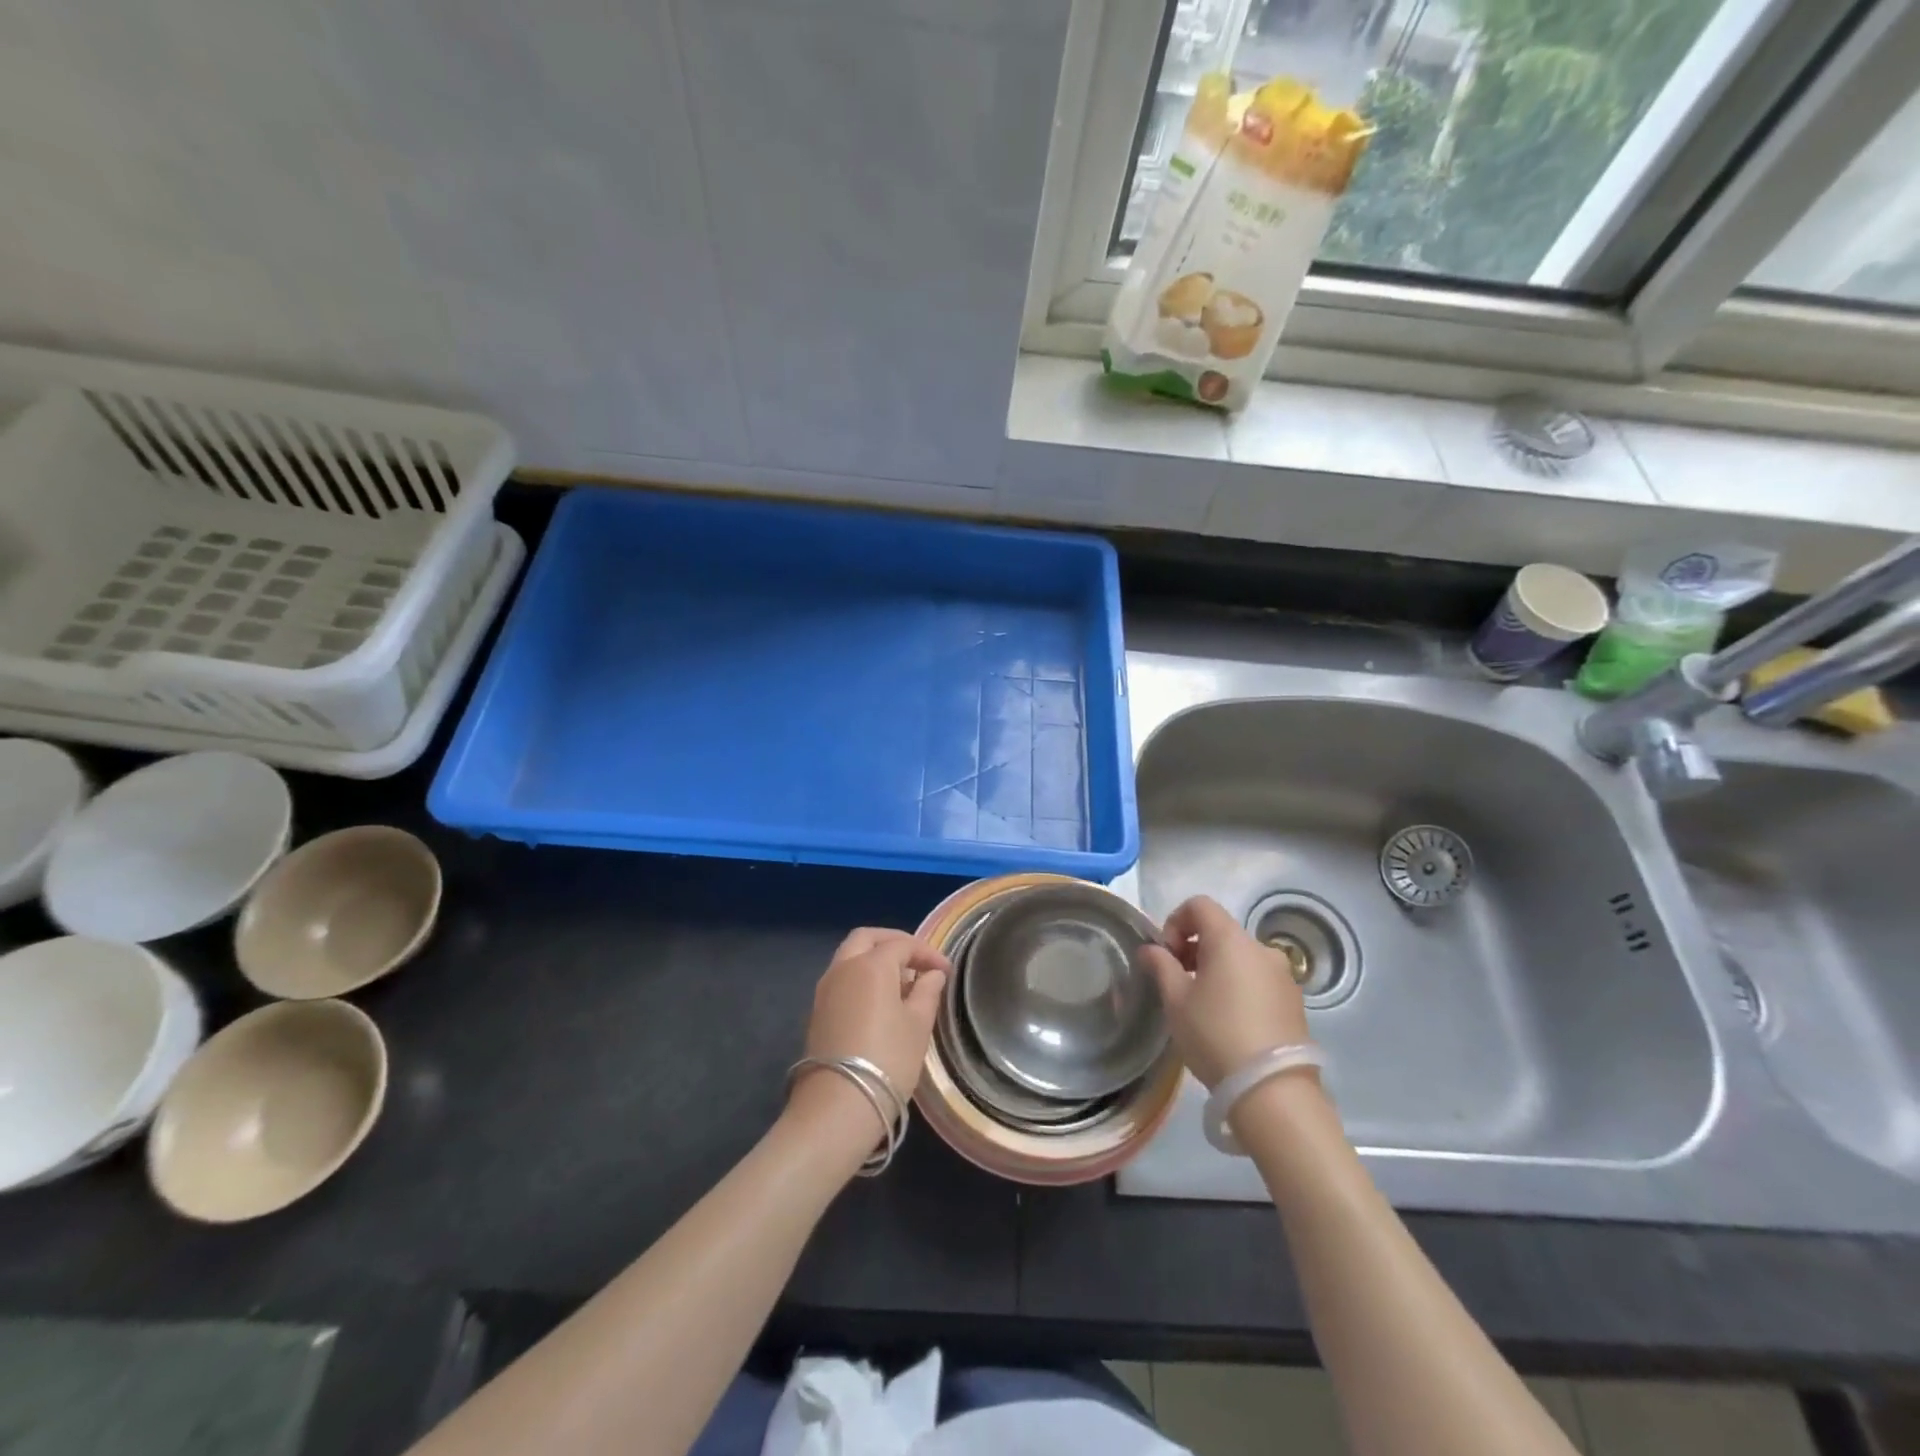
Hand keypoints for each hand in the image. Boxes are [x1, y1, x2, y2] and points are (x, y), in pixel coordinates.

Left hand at [793, 928, 949, 1124]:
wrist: (836, 1107)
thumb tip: (932, 974)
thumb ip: (927, 992)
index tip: (946, 971)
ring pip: (850, 957)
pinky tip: (880, 1001)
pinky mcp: (817, 1012)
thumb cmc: (887, 1060)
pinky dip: (862, 977)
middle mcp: (843, 968)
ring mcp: (825, 989)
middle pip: (867, 938)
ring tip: (902, 982)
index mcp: (870, 965)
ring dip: (875, 959)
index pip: (902, 945)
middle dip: (894, 942)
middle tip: (917, 960)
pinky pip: (842, 979)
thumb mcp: (918, 1026)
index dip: (927, 953)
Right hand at [1140, 895, 1310, 1088]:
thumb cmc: (1215, 1034)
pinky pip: (1258, 979)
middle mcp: (1261, 948)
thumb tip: (1150, 949)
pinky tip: (1230, 1021)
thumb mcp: (1176, 1000)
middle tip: (1178, 982)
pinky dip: (1239, 986)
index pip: (1199, 905)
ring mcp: (1283, 975)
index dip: (1175, 921)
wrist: (1272, 1089)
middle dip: (1194, 948)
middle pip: (1221, 931)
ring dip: (1217, 968)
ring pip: (1240, 957)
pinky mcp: (1295, 1001)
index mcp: (1230, 939)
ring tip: (1203, 1005)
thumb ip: (1160, 966)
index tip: (1166, 955)